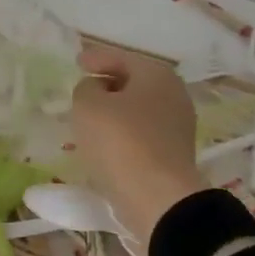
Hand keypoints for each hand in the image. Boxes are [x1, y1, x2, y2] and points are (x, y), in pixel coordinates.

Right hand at [71, 44, 207, 247]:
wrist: (157, 197)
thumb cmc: (120, 141)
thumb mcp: (88, 105)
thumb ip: (86, 88)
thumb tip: (96, 89)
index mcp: (156, 75)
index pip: (121, 58)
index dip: (96, 58)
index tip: (77, 62)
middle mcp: (173, 94)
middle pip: (133, 82)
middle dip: (108, 84)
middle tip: (83, 89)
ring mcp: (177, 125)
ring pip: (137, 109)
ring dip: (114, 111)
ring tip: (89, 118)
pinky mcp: (173, 153)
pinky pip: (141, 132)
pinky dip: (122, 132)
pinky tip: (104, 141)